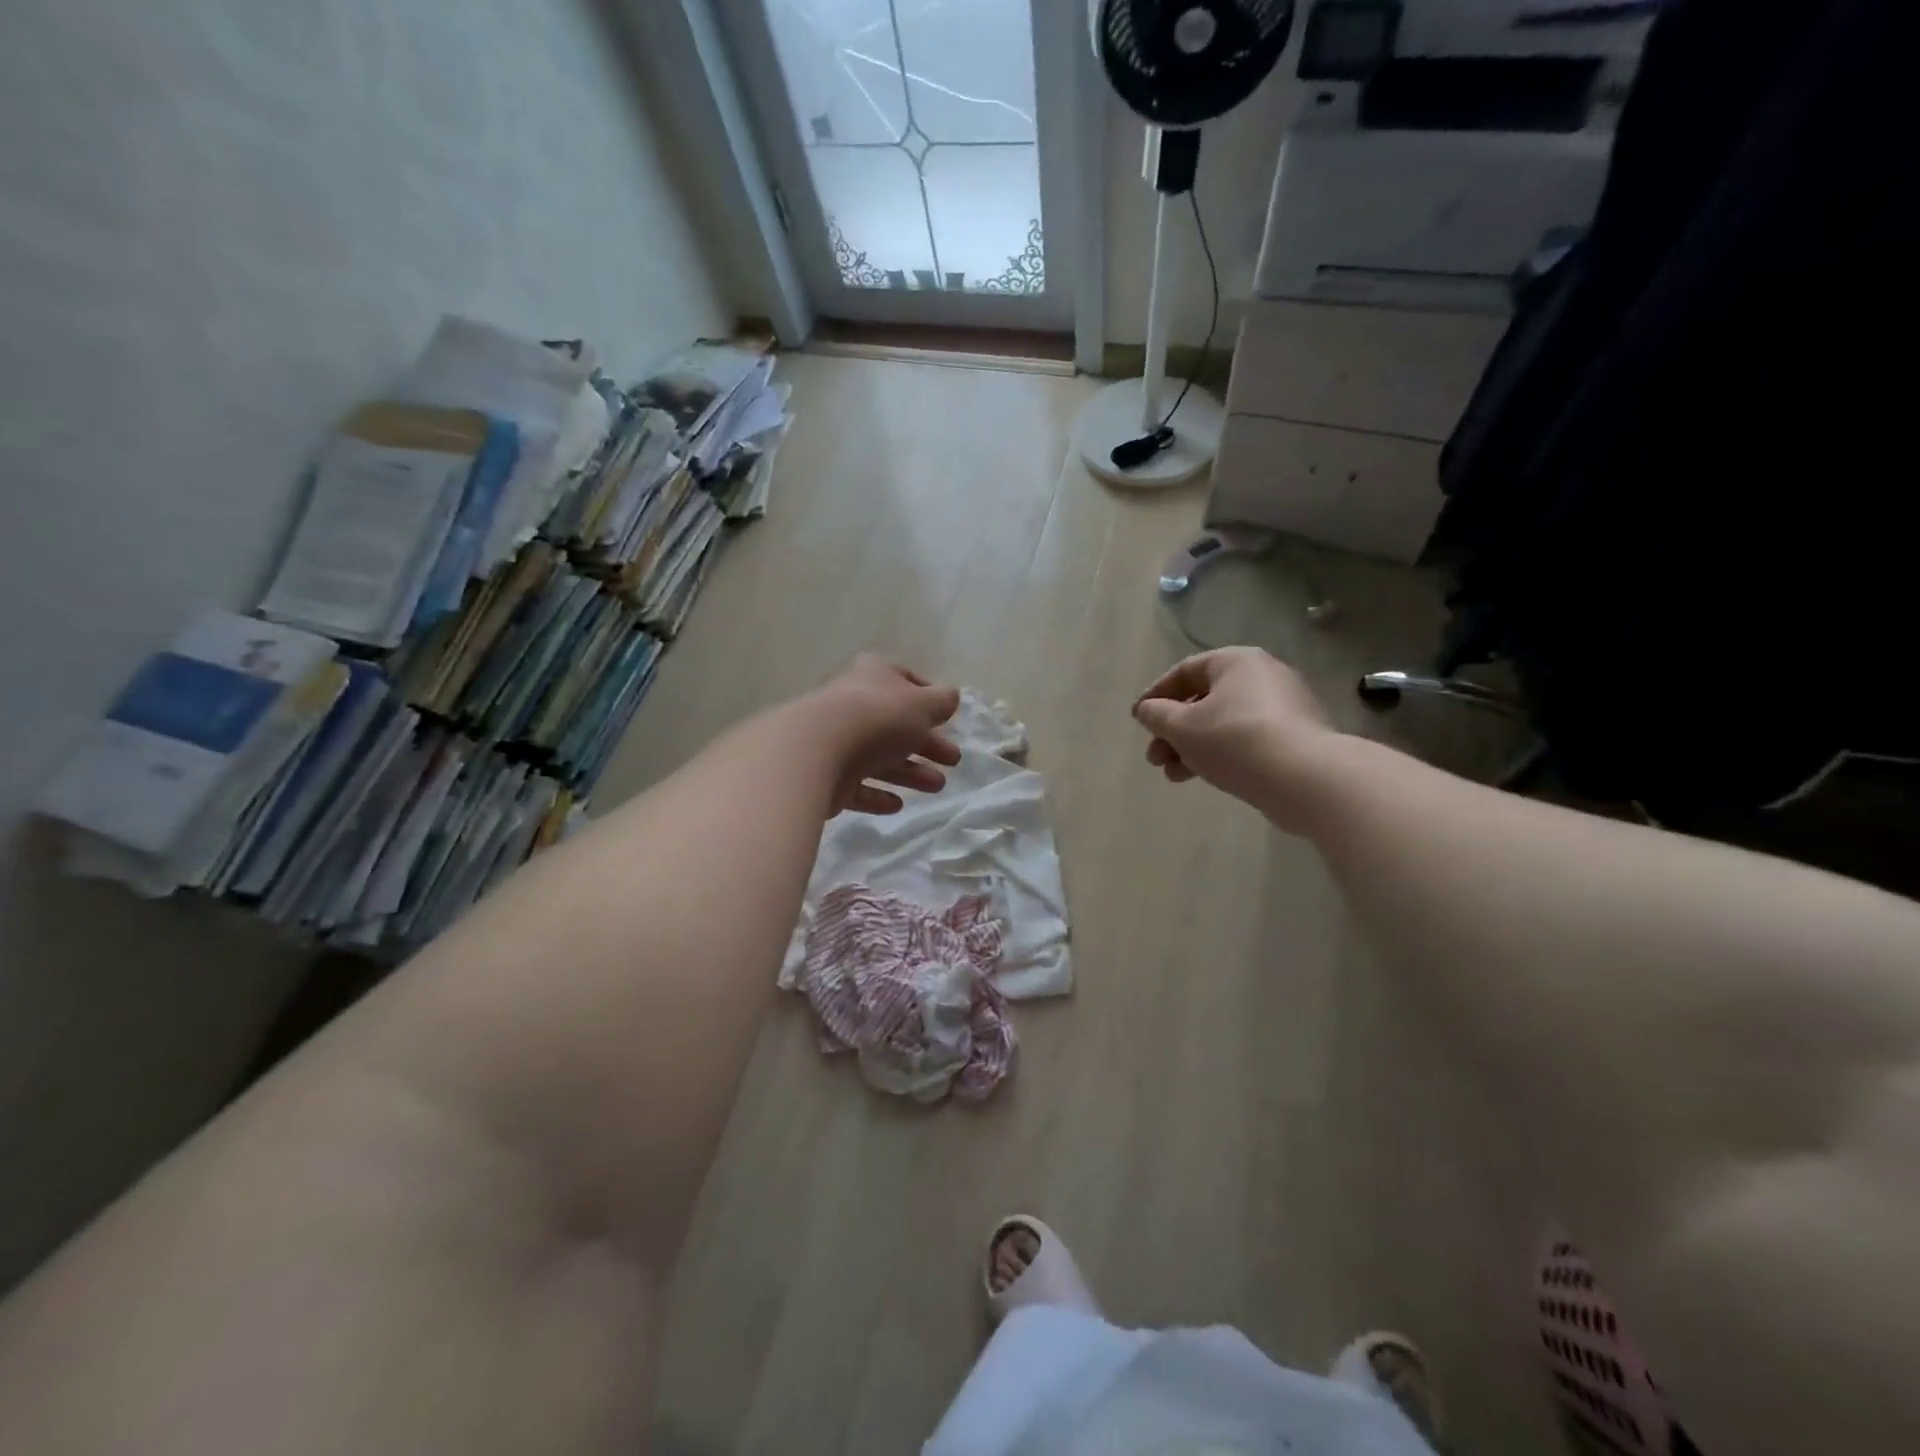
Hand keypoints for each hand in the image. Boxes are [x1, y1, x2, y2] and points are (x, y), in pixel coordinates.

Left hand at [812, 655, 961, 814]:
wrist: (817, 751)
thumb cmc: (878, 717)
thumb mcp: (923, 704)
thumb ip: (942, 701)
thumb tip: (950, 698)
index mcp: (873, 675)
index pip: (905, 679)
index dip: (929, 697)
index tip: (948, 717)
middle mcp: (852, 704)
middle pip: (895, 724)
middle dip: (927, 743)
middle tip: (953, 760)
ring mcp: (836, 741)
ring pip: (879, 757)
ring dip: (910, 771)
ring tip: (938, 786)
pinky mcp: (826, 776)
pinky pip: (857, 785)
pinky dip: (878, 795)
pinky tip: (897, 805)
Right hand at [1132, 647, 1336, 824]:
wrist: (1304, 777)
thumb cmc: (1233, 740)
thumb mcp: (1182, 726)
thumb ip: (1157, 715)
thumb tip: (1146, 709)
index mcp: (1236, 661)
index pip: (1185, 671)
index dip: (1155, 695)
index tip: (1138, 720)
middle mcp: (1263, 675)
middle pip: (1204, 700)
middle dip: (1173, 731)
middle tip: (1155, 758)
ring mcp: (1285, 706)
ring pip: (1224, 723)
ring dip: (1193, 747)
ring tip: (1174, 775)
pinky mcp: (1297, 736)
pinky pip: (1248, 739)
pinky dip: (1222, 754)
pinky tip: (1206, 776)